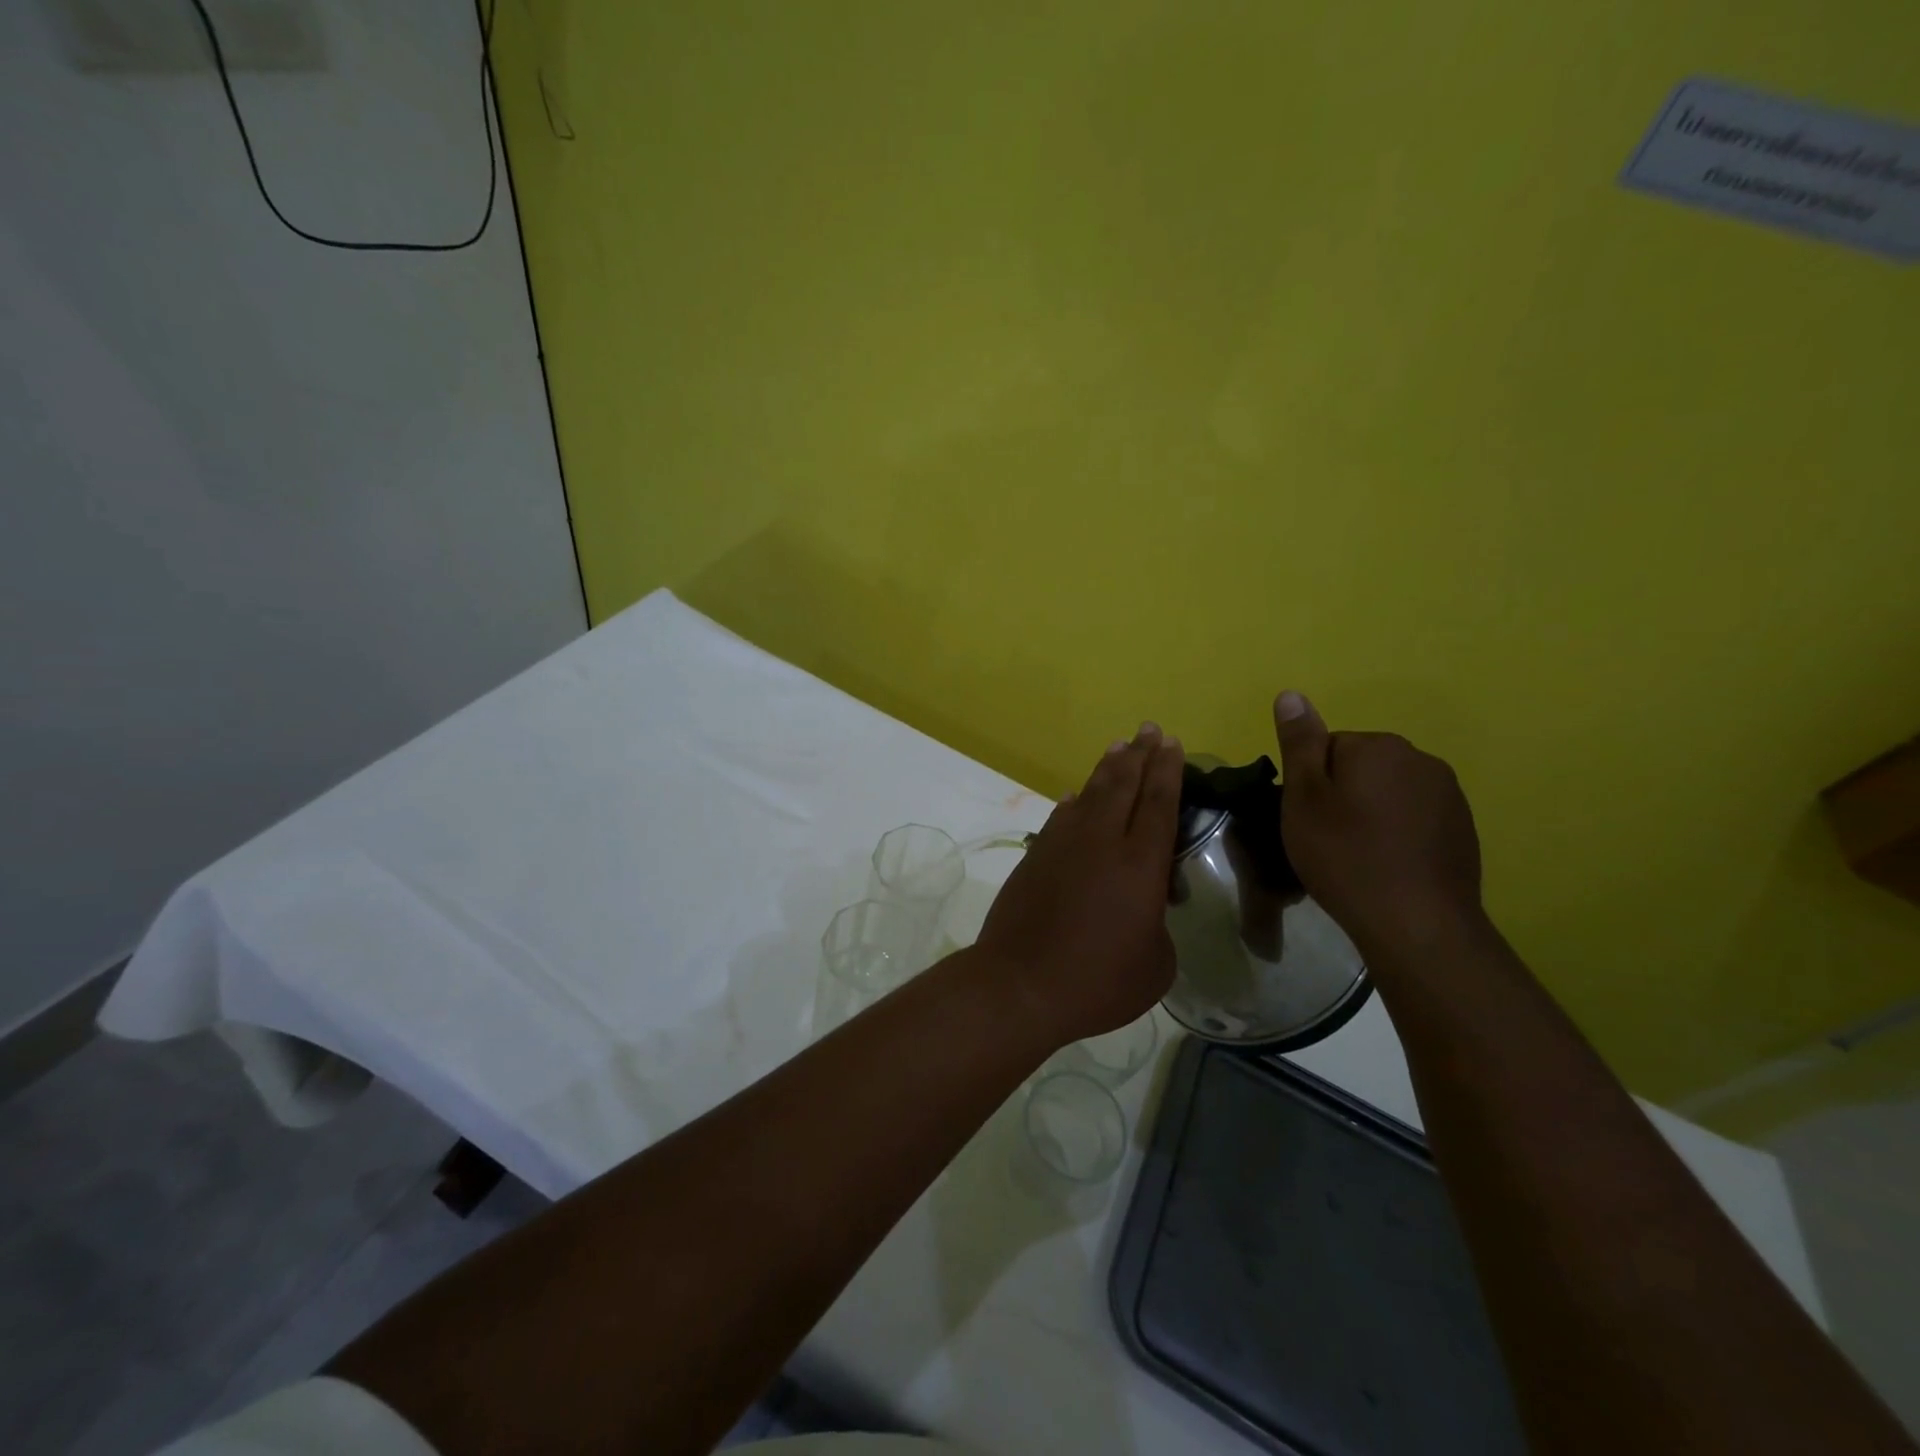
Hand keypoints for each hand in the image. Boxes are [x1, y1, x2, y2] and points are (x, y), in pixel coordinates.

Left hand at [973, 723, 1184, 1047]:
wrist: (1020, 984)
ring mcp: (1063, 845)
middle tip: (1149, 729)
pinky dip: (1073, 803)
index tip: (1172, 743)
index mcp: (1140, 865)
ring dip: (1107, 769)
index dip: (1168, 771)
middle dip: (1140, 754)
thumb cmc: (1098, 982)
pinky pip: (1060, 817)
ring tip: (1119, 747)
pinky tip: (1075, 797)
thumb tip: (1143, 910)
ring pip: (1090, 794)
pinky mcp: (1035, 857)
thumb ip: (1157, 927)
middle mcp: (1102, 842)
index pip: (1159, 804)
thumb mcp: (1155, 965)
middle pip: (1124, 785)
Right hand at [1272, 691, 1485, 957]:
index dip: (1310, 783)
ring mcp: (1448, 794)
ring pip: (1389, 791)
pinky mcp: (1463, 828)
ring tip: (1357, 856)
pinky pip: (1415, 817)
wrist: (1417, 923)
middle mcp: (1419, 758)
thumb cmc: (1345, 856)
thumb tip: (1291, 694)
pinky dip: (1397, 833)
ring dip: (1370, 813)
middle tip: (1326, 838)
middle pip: (1361, 766)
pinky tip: (1387, 866)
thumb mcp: (1303, 798)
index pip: (1327, 748)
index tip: (1307, 819)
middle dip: (1342, 794)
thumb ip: (1299, 744)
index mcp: (1377, 746)